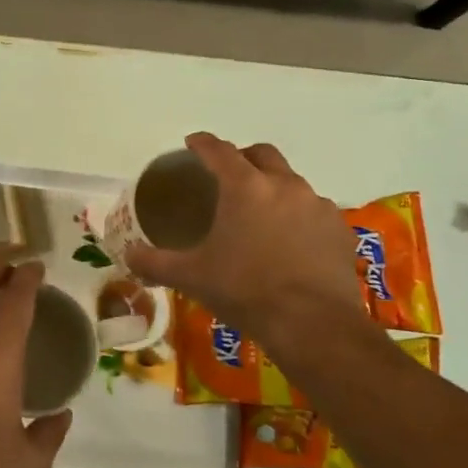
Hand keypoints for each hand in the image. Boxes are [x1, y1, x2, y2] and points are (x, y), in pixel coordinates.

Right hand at [125, 133, 370, 354]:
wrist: (312, 325)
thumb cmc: (244, 291)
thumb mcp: (191, 277)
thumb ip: (155, 262)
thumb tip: (127, 255)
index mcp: (245, 187)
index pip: (219, 150)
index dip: (203, 143)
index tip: (192, 142)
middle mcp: (284, 185)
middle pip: (262, 154)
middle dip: (243, 157)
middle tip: (228, 174)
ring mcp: (318, 206)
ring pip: (292, 182)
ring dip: (274, 187)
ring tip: (261, 213)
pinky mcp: (340, 230)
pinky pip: (315, 211)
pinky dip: (299, 216)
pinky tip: (291, 240)